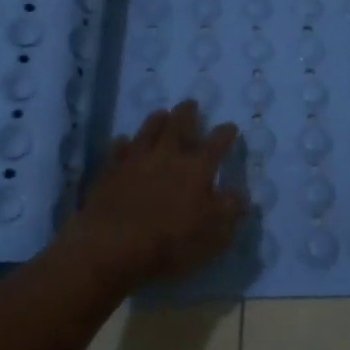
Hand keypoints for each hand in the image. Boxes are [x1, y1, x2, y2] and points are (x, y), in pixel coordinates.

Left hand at [63, 100, 245, 290]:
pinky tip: (124, 141)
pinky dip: (123, 143)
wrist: (111, 246)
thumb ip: (230, 210)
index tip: (230, 127)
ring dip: (156, 120)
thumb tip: (239, 195)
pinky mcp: (109, 171)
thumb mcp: (215, 234)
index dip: (225, 133)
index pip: (216, 143)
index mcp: (197, 168)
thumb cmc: (171, 242)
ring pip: (147, 130)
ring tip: (161, 113)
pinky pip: (118, 149)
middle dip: (187, 113)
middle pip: (179, 125)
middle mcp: (167, 156)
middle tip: (190, 103)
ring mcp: (135, 160)